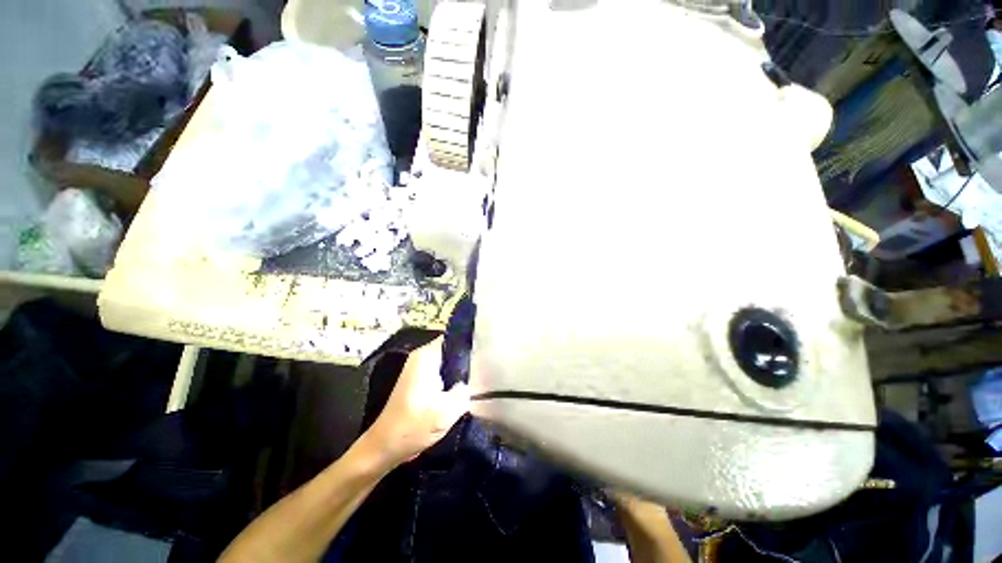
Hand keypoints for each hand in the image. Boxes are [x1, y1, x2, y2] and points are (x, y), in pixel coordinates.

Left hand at [361, 337, 470, 468]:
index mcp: (426, 356)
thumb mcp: (447, 411)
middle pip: (451, 349)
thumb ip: (464, 391)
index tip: (484, 352)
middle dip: (466, 359)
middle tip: (483, 369)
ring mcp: (418, 369)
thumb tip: (469, 382)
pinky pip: (440, 372)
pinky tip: (461, 390)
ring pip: (447, 362)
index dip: (469, 342)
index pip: (453, 337)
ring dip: (459, 371)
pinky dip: (451, 379)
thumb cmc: (414, 426)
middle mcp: (421, 357)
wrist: (384, 447)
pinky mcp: (418, 381)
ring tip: (476, 380)